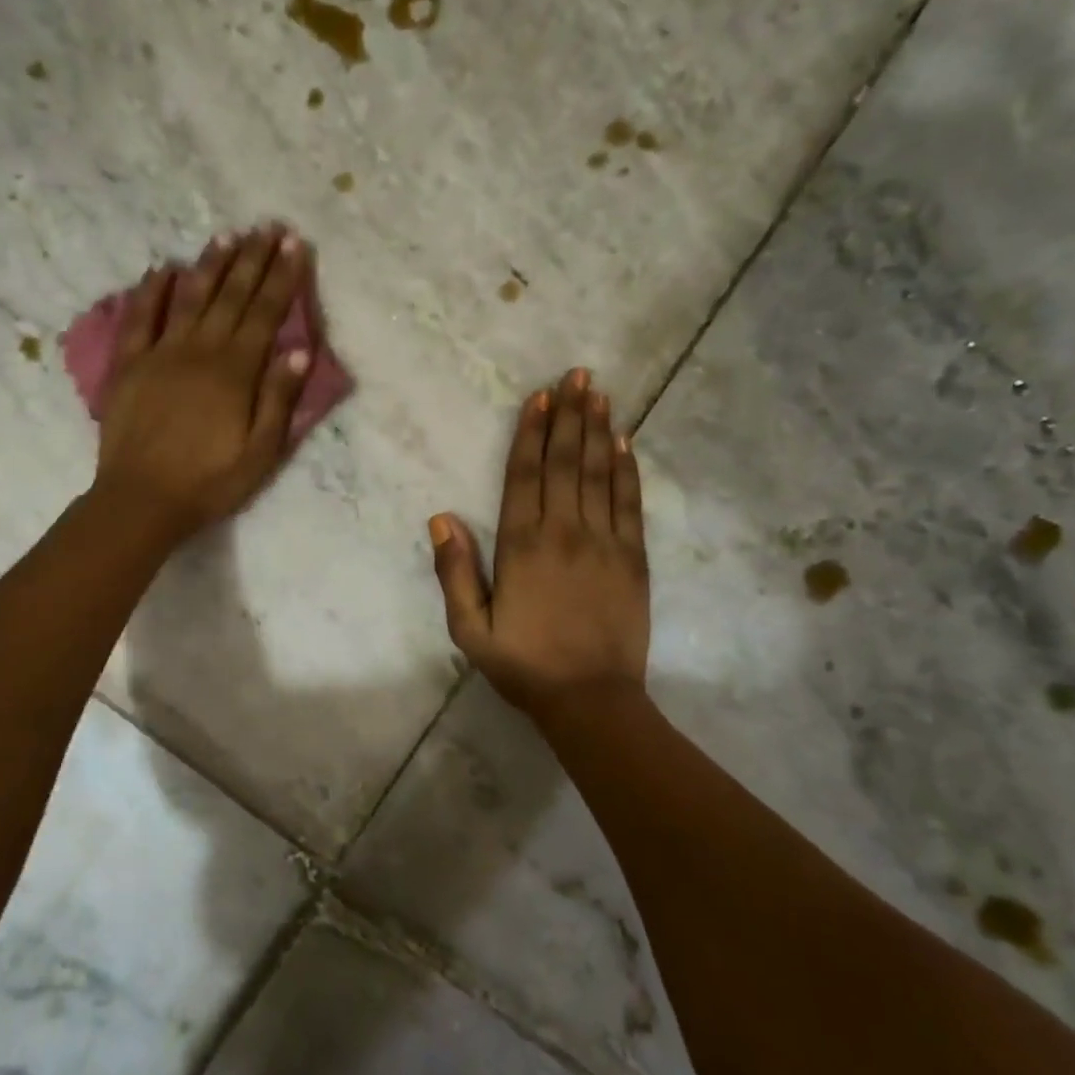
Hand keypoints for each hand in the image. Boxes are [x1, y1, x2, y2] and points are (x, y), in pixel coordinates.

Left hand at [94, 224, 314, 542]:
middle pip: (231, 296)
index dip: (282, 277)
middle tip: (266, 227)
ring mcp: (161, 353)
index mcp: (235, 372)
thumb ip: (279, 398)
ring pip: (190, 298)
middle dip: (252, 260)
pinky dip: (152, 291)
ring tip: (227, 236)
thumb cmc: (210, 482)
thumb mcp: (261, 452)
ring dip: (210, 265)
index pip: (265, 313)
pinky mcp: (130, 365)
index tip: (294, 244)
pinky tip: (163, 269)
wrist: (142, 500)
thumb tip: (300, 348)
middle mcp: (200, 351)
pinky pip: (140, 319)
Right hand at [429, 368, 649, 714]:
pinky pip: (629, 503)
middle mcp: (564, 531)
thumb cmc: (524, 665)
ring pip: (599, 473)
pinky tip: (625, 443)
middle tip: (576, 375)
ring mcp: (604, 542)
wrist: (591, 699)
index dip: (530, 432)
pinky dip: (627, 469)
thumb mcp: (469, 629)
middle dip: (569, 415)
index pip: (524, 475)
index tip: (538, 397)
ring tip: (599, 393)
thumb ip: (454, 572)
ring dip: (598, 430)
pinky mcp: (633, 558)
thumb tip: (441, 517)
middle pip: (565, 461)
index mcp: (521, 545)